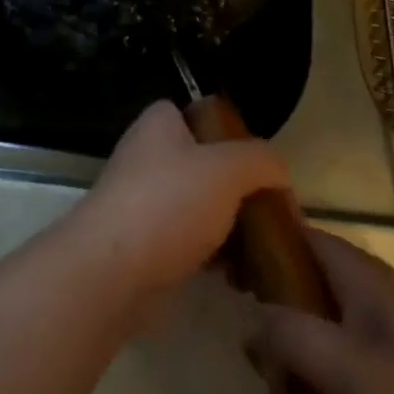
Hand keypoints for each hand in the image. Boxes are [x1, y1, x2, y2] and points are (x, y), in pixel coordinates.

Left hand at [70, 100, 289, 305]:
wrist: (114, 270)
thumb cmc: (169, 203)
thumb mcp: (227, 169)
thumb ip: (260, 160)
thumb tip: (279, 172)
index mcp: (159, 124)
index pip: (201, 115)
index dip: (234, 136)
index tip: (263, 166)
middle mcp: (148, 155)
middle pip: (206, 165)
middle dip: (240, 190)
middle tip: (273, 216)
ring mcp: (144, 200)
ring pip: (201, 206)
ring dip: (232, 228)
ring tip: (265, 252)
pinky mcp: (145, 243)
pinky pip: (191, 242)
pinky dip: (215, 257)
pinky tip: (241, 277)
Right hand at [247, 231, 393, 393]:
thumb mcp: (348, 370)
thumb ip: (286, 332)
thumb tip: (249, 320)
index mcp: (360, 283)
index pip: (295, 237)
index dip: (258, 250)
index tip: (226, 282)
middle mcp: (361, 314)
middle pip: (288, 317)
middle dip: (282, 372)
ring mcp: (370, 367)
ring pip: (303, 375)